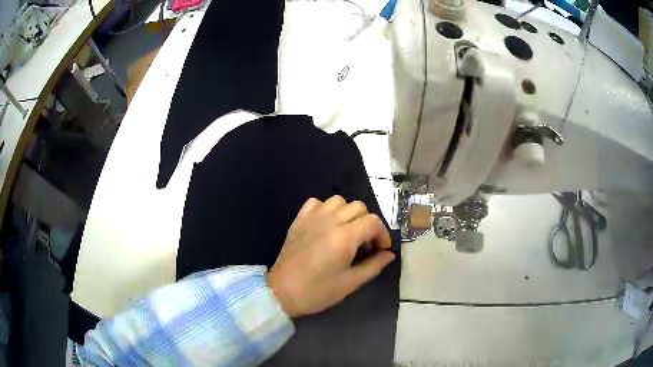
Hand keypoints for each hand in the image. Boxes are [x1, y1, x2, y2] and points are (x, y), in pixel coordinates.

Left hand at [268, 196, 395, 317]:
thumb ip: (373, 266)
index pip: (373, 222)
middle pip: (359, 207)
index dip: (383, 234)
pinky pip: (317, 203)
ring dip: (348, 213)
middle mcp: (329, 221)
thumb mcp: (350, 283)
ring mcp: (312, 218)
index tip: (382, 250)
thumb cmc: (317, 291)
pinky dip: (326, 209)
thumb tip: (389, 254)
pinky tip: (327, 225)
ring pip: (339, 201)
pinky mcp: (299, 220)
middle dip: (368, 223)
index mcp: (344, 237)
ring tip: (347, 232)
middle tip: (365, 244)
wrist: (282, 292)